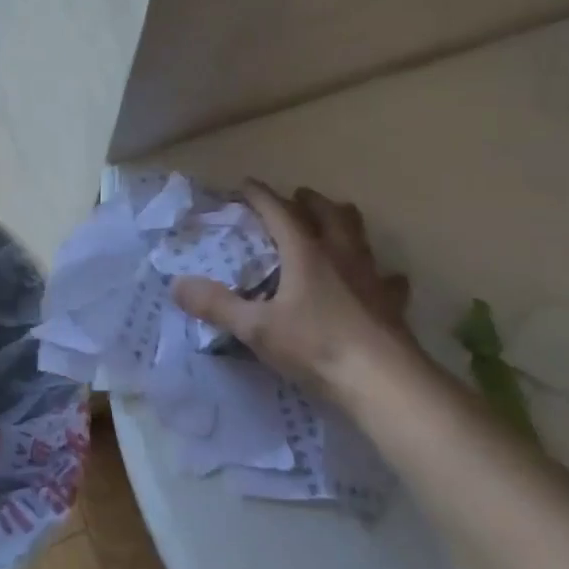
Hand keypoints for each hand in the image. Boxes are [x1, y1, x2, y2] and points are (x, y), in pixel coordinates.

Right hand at [174, 182, 416, 405]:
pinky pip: (388, 279)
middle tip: (296, 198)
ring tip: (335, 224)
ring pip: (359, 235)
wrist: (385, 383)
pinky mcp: (391, 304)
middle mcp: (340, 254)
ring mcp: (370, 277)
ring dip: (344, 223)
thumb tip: (177, 285)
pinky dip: (380, 274)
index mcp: (305, 251)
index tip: (245, 185)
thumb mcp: (257, 329)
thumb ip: (217, 305)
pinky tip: (381, 280)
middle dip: (308, 201)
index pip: (278, 210)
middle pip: (327, 212)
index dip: (260, 195)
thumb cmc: (317, 347)